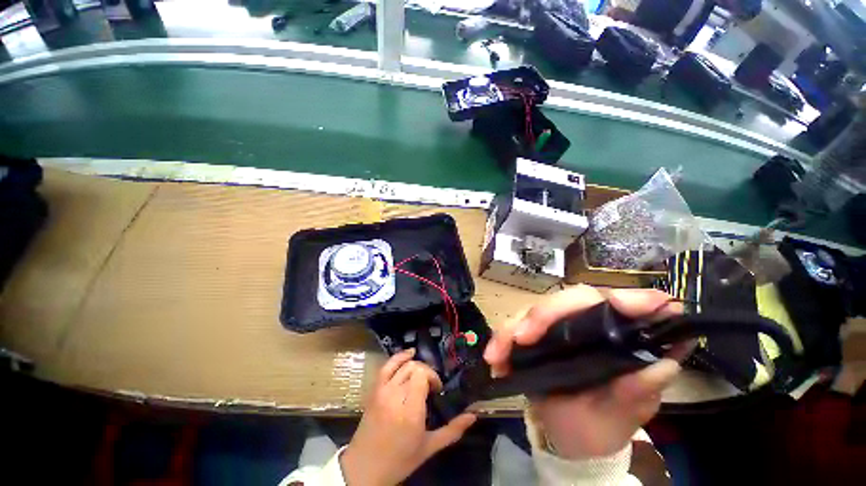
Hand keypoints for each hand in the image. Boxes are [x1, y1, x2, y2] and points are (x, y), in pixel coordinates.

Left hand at [341, 349, 476, 485]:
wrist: (365, 468)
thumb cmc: (400, 460)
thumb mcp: (429, 447)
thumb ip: (452, 430)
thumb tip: (473, 416)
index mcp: (410, 410)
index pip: (422, 376)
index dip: (433, 377)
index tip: (437, 391)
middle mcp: (395, 395)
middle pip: (414, 368)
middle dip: (427, 373)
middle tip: (431, 388)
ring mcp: (382, 391)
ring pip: (403, 365)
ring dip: (415, 366)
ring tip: (422, 376)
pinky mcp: (374, 390)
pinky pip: (387, 366)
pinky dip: (398, 357)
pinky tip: (409, 353)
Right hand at [484, 285, 688, 459]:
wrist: (568, 437)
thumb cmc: (601, 426)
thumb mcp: (621, 417)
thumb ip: (637, 394)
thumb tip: (662, 365)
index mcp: (619, 340)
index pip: (626, 307)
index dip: (628, 299)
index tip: (620, 304)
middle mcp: (587, 325)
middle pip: (567, 300)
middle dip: (544, 315)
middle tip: (523, 337)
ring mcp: (556, 327)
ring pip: (533, 310)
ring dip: (513, 328)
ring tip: (497, 355)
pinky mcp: (534, 334)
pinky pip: (513, 327)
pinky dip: (501, 339)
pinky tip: (494, 358)